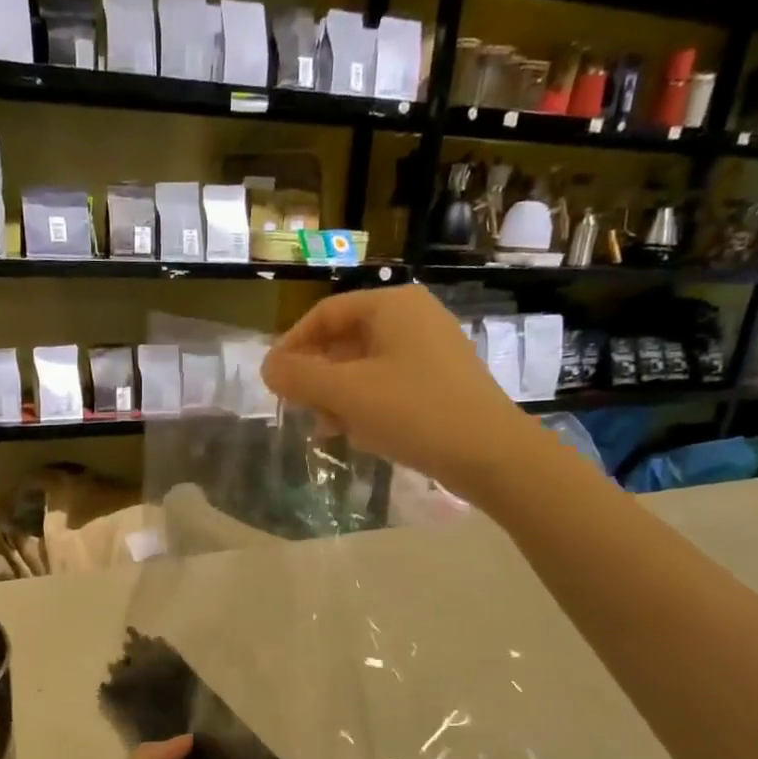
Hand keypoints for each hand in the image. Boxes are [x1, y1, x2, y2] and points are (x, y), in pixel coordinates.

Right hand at [263, 285, 524, 500]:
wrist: (490, 453)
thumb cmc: (413, 411)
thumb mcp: (347, 392)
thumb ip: (300, 377)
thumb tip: (267, 367)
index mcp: (392, 306)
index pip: (325, 314)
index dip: (292, 345)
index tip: (272, 379)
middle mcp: (414, 317)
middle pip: (345, 340)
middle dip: (317, 376)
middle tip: (298, 408)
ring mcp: (431, 350)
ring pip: (365, 366)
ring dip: (338, 395)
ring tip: (327, 429)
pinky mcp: (441, 381)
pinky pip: (389, 384)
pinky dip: (366, 404)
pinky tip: (359, 434)